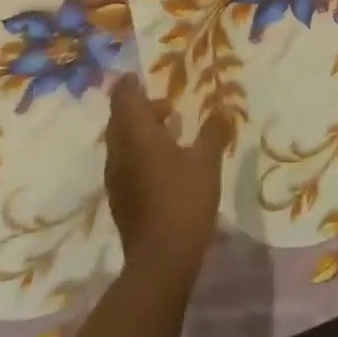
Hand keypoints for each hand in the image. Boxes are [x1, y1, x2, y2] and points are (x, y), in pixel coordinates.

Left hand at [104, 80, 230, 277]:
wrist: (161, 260)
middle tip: (168, 107)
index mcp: (137, 136)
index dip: (129, 85)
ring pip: (122, 143)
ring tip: (172, 132)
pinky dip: (140, 153)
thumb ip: (213, 132)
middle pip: (120, 120)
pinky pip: (126, 163)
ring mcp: (117, 178)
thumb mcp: (207, 161)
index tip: (138, 76)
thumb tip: (220, 111)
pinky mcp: (121, 199)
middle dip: (141, 109)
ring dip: (141, 132)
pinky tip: (165, 164)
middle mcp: (120, 153)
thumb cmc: (184, 199)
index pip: (124, 99)